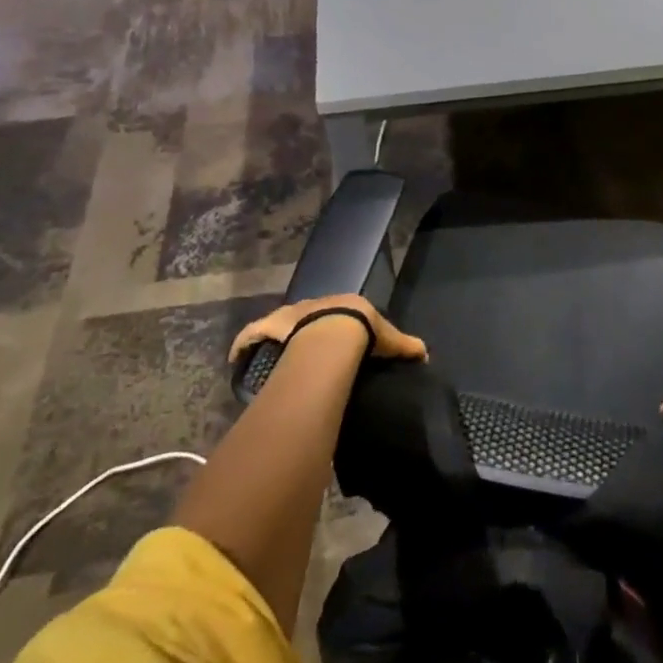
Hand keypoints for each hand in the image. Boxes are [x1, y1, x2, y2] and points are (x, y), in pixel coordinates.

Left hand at [228, 293, 426, 363]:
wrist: (332, 334)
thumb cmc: (363, 332)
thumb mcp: (389, 339)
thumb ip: (405, 346)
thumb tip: (424, 352)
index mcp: (342, 304)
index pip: (340, 310)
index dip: (339, 322)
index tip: (339, 336)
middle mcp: (313, 305)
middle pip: (309, 316)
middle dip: (308, 328)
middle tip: (309, 348)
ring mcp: (288, 316)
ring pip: (280, 325)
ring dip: (278, 336)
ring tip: (277, 353)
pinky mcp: (268, 328)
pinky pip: (251, 337)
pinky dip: (243, 346)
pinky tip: (238, 358)